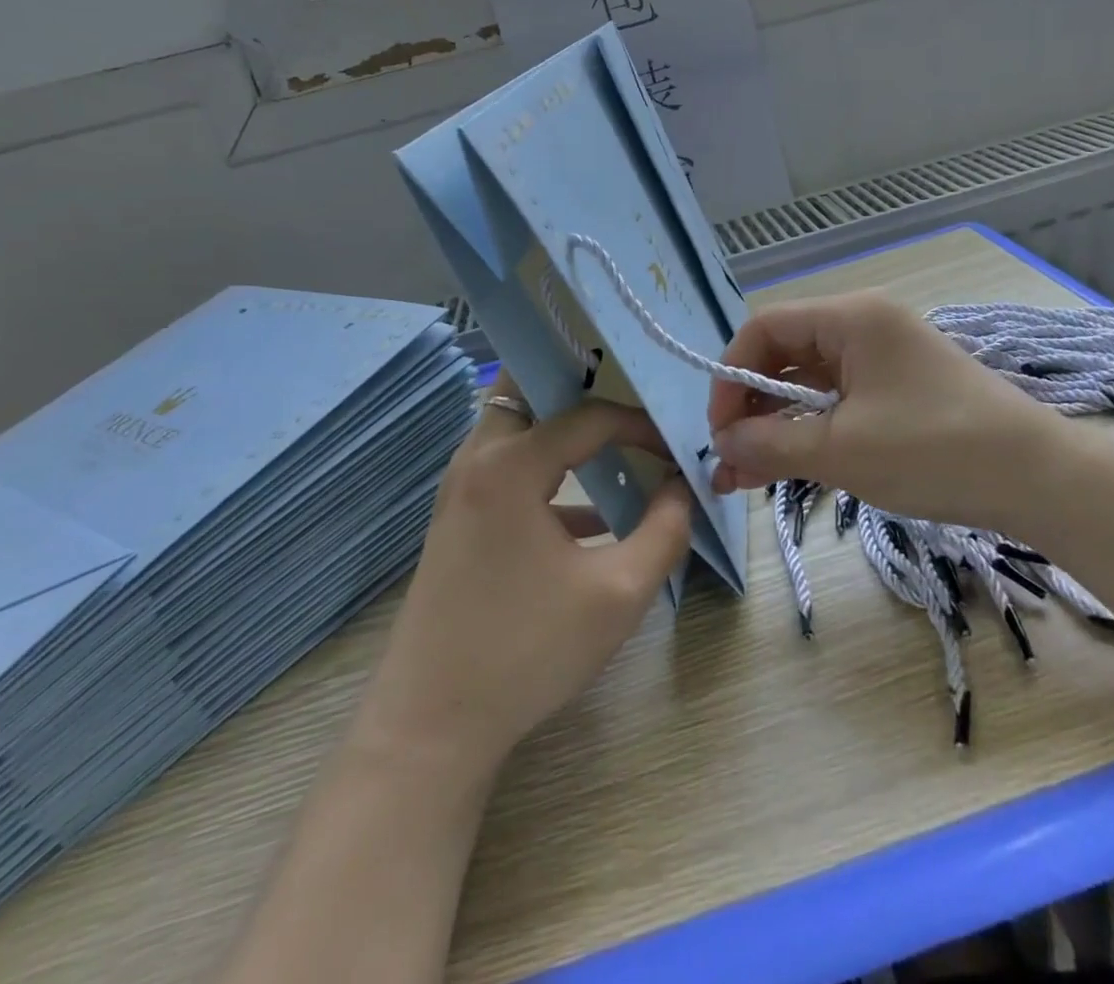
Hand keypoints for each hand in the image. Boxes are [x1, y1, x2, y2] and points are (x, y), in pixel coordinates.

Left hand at [353, 373, 693, 780]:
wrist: (431, 726)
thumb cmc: (527, 652)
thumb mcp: (619, 593)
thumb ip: (665, 530)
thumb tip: (681, 487)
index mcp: (510, 464)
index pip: (589, 416)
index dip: (640, 426)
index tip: (676, 449)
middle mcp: (477, 460)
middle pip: (527, 390)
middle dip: (579, 387)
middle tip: (627, 401)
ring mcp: (460, 490)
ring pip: (515, 428)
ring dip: (563, 430)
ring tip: (617, 443)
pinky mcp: (458, 521)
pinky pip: (508, 470)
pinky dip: (548, 472)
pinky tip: (594, 517)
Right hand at [707, 291, 1058, 527]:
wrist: (1038, 479)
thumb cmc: (935, 450)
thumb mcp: (842, 451)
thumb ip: (771, 443)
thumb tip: (720, 444)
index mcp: (850, 319)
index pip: (765, 328)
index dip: (730, 375)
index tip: (718, 430)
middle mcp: (862, 327)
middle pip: (784, 356)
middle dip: (749, 408)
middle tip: (727, 460)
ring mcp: (882, 360)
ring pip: (808, 385)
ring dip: (775, 426)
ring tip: (744, 477)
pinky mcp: (897, 391)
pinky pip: (836, 404)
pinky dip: (809, 433)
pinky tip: (784, 468)